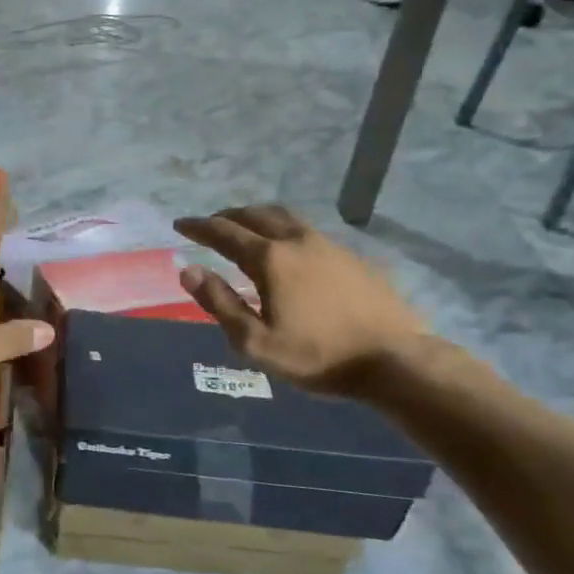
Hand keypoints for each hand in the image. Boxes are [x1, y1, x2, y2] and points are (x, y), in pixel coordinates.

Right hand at [173, 205, 427, 396]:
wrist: (394, 359)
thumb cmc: (318, 355)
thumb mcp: (256, 342)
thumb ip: (219, 303)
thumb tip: (189, 271)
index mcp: (270, 259)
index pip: (224, 232)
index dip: (198, 227)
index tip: (180, 224)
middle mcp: (296, 241)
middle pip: (254, 215)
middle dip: (227, 216)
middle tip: (210, 225)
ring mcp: (328, 245)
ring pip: (284, 217)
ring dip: (257, 218)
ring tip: (245, 229)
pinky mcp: (351, 256)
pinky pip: (306, 231)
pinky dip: (283, 230)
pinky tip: (287, 250)